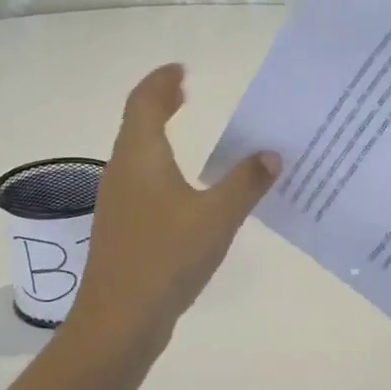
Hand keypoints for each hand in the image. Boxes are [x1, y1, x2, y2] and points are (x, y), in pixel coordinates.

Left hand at [70, 64, 279, 338]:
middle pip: (136, 125)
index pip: (145, 103)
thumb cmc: (167, 257)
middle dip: (160, 104)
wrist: (120, 319)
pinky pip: (143, 182)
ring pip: (137, 155)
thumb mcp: (217, 217)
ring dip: (160, 136)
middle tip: (185, 93)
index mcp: (141, 157)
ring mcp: (119, 202)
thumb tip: (270, 153)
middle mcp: (123, 172)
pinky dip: (162, 168)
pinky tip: (185, 188)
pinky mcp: (124, 228)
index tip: (181, 70)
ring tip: (189, 133)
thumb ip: (246, 182)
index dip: (161, 82)